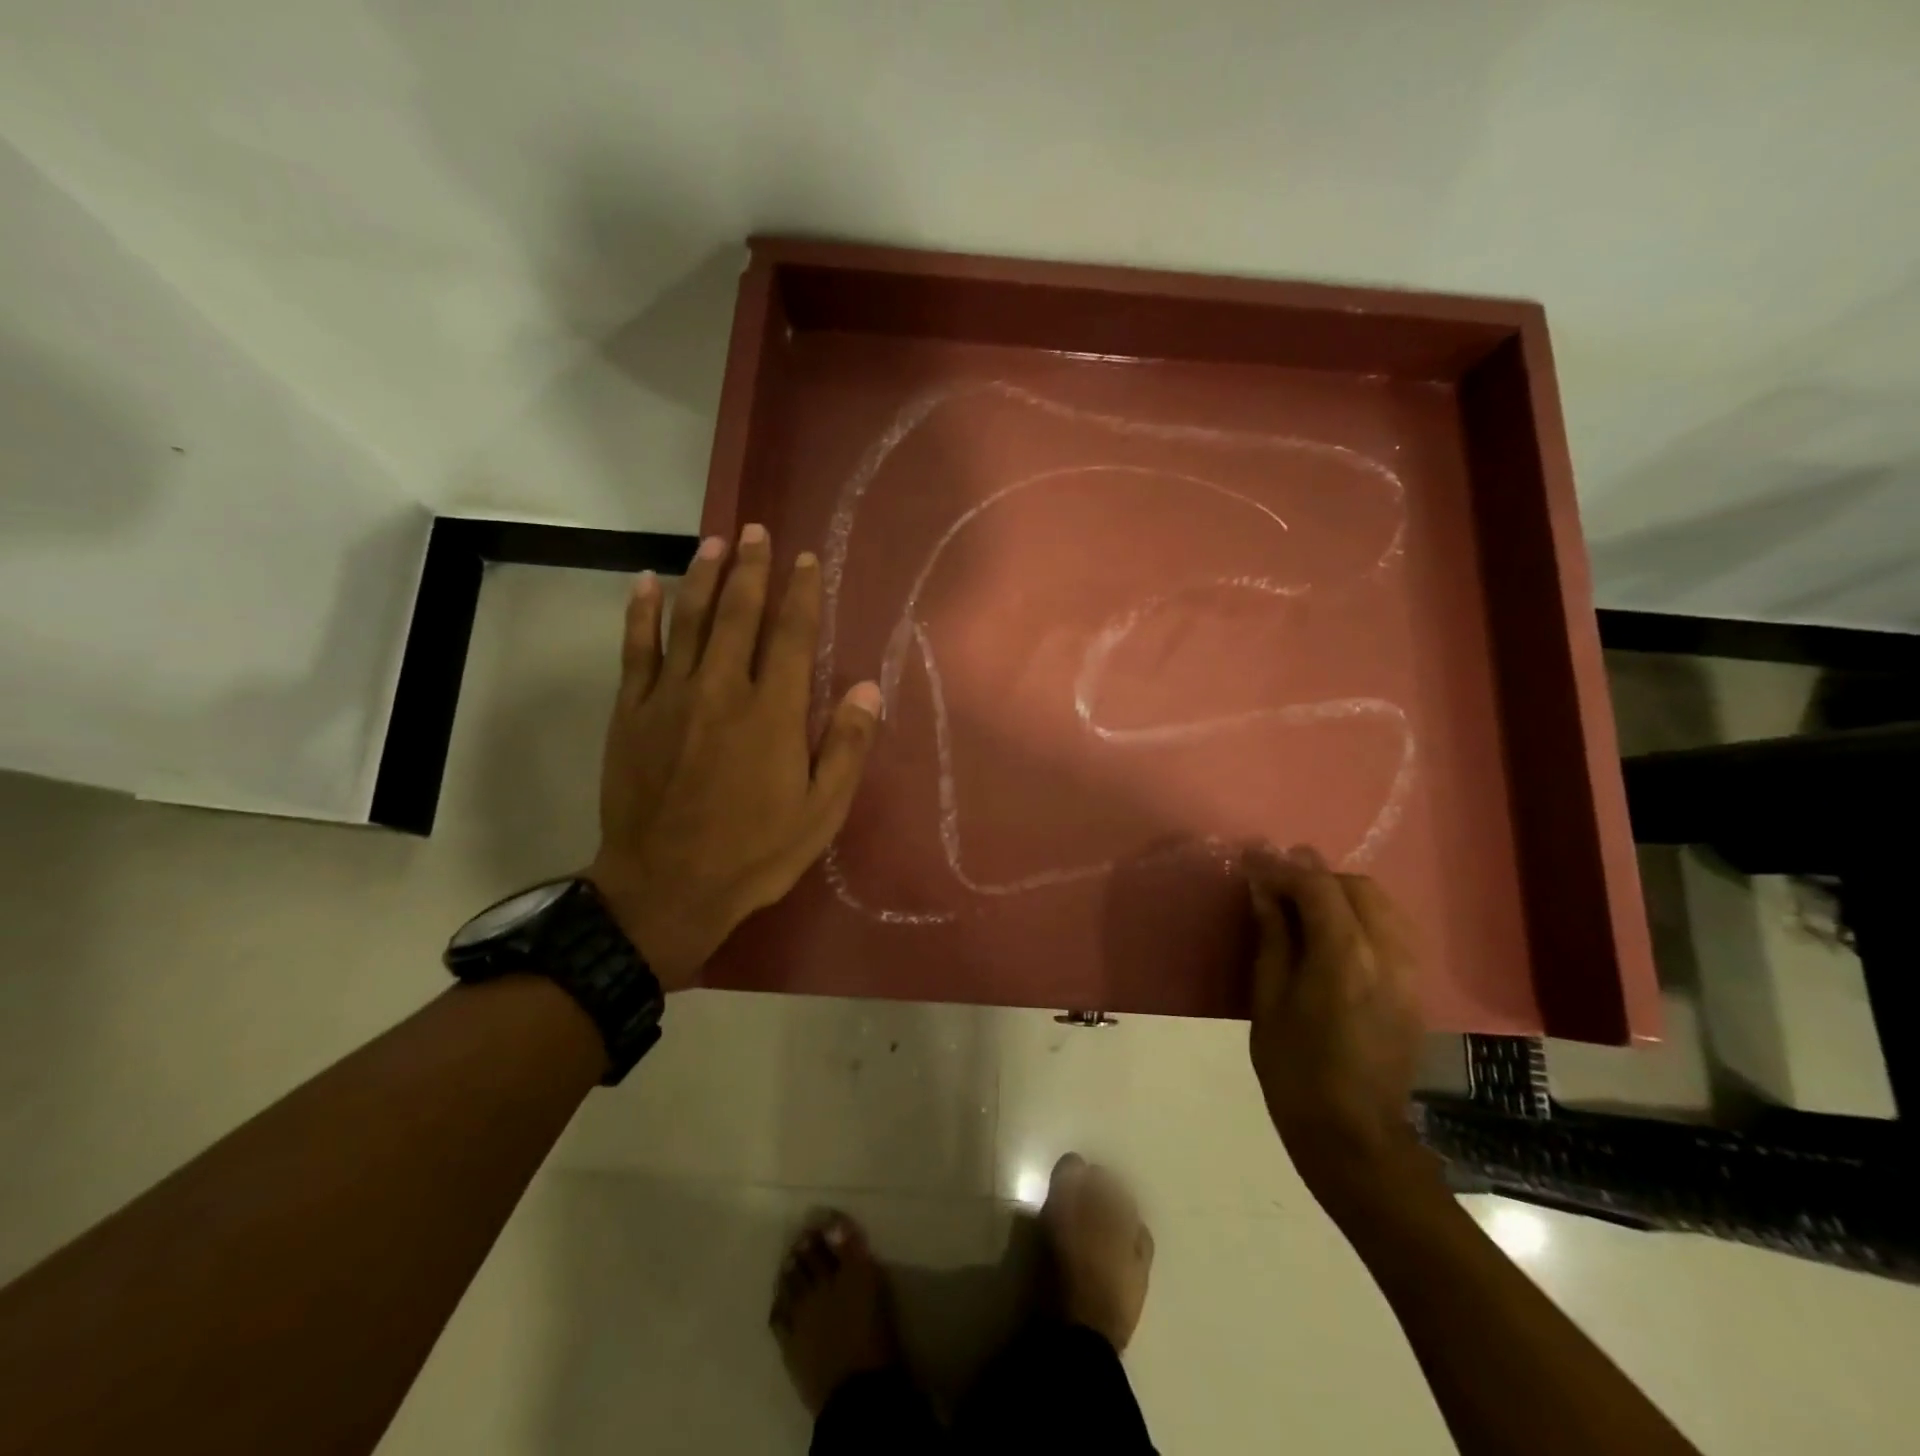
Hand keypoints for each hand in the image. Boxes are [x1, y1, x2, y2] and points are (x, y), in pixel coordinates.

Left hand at [588, 525, 881, 989]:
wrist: (666, 888)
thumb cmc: (754, 853)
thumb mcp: (821, 811)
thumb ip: (847, 746)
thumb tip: (868, 687)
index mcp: (773, 713)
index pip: (791, 636)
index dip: (801, 594)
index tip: (805, 560)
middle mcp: (722, 690)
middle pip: (738, 614)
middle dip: (750, 569)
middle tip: (756, 531)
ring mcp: (670, 697)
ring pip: (688, 620)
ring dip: (702, 576)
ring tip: (714, 541)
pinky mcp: (631, 713)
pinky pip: (636, 650)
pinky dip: (641, 613)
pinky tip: (645, 583)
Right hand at [1243, 843, 1425, 1203]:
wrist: (1354, 1136)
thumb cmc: (1295, 1070)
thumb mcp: (1268, 1001)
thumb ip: (1272, 938)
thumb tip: (1265, 892)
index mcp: (1344, 957)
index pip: (1317, 887)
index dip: (1283, 869)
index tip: (1254, 861)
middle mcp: (1386, 954)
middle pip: (1357, 887)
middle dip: (1316, 877)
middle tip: (1278, 887)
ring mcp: (1408, 971)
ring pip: (1382, 904)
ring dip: (1342, 894)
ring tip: (1304, 908)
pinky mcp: (1415, 988)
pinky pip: (1393, 929)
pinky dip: (1363, 916)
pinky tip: (1334, 935)